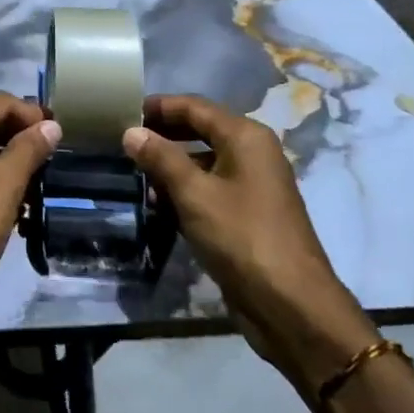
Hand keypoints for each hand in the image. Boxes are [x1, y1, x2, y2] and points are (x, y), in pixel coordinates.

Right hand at [124, 94, 375, 397]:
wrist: (292, 306)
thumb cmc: (242, 237)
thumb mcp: (194, 194)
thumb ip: (161, 158)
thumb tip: (131, 132)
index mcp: (245, 136)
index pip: (194, 106)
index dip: (158, 106)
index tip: (122, 112)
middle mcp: (252, 153)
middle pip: (199, 131)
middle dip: (162, 136)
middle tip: (123, 143)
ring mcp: (252, 185)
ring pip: (202, 162)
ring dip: (170, 167)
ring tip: (134, 176)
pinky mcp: (247, 214)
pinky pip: (210, 189)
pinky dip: (184, 192)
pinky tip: (158, 206)